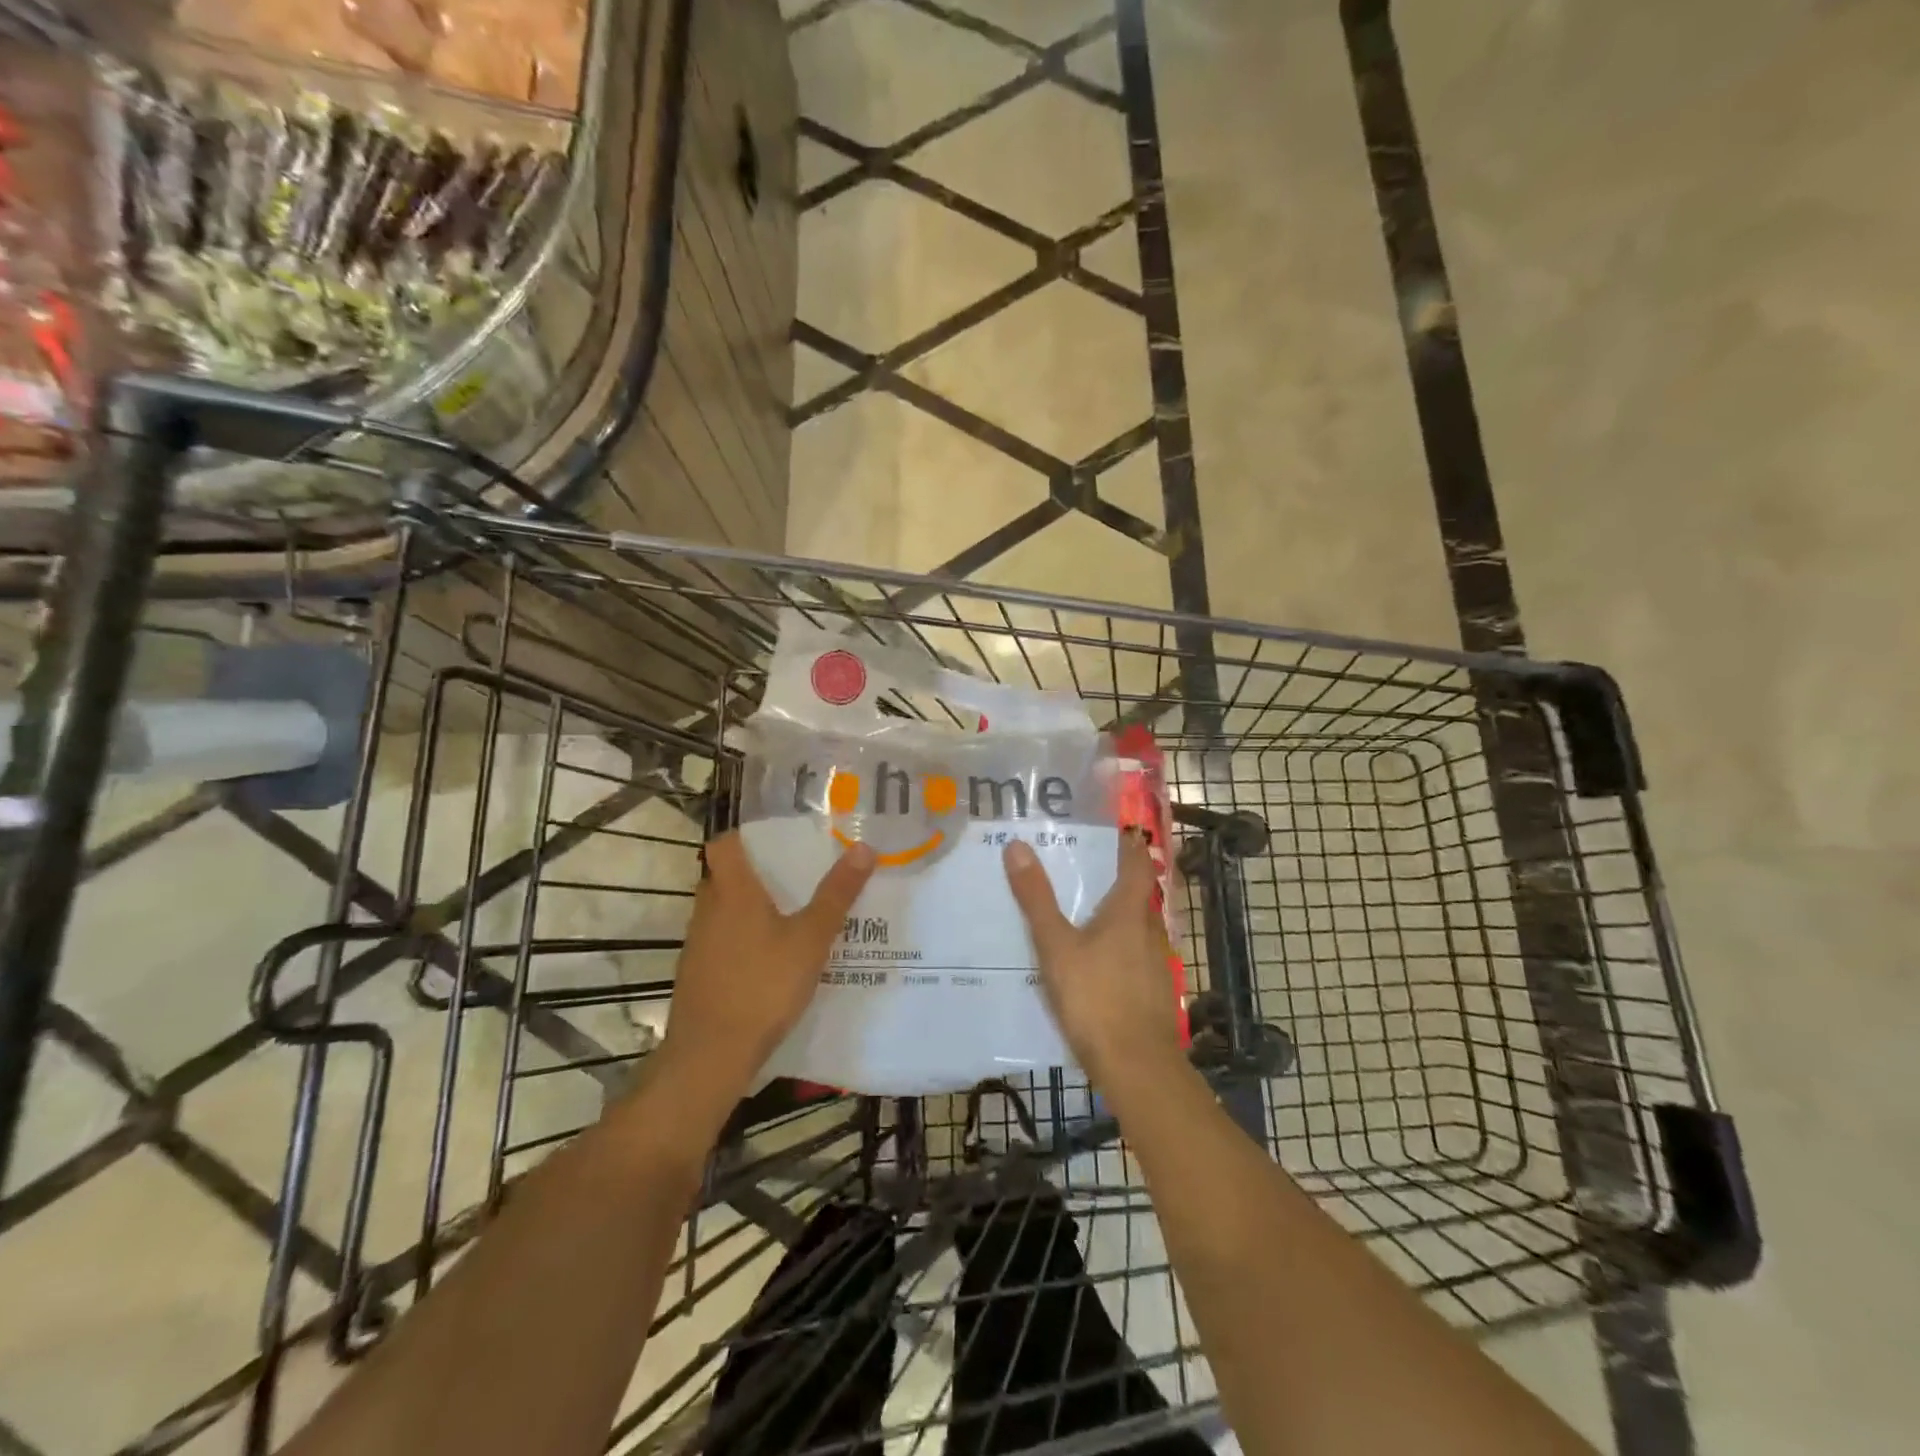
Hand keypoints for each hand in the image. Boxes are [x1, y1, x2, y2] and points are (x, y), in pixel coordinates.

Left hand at [657, 832, 876, 1110]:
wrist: (710, 1056)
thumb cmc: (763, 986)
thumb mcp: (811, 939)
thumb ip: (836, 895)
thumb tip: (863, 848)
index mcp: (732, 891)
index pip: (723, 844)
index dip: (745, 837)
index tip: (775, 842)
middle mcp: (707, 910)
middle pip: (724, 877)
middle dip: (756, 874)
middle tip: (796, 878)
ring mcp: (697, 945)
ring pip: (722, 912)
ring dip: (749, 910)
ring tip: (791, 918)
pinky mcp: (696, 975)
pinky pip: (721, 943)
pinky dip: (742, 942)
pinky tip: (771, 962)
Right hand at [1003, 833, 1185, 1093]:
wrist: (1137, 1066)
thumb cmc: (1095, 998)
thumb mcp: (1056, 946)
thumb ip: (1036, 899)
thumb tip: (1017, 845)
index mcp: (1130, 912)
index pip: (1138, 864)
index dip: (1129, 845)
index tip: (1116, 830)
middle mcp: (1150, 930)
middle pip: (1140, 894)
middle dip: (1119, 878)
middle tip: (1086, 867)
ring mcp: (1157, 963)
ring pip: (1139, 926)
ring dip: (1119, 914)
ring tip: (1085, 912)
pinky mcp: (1154, 991)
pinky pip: (1137, 955)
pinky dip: (1120, 947)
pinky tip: (1097, 962)